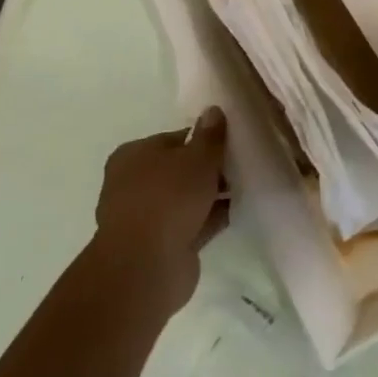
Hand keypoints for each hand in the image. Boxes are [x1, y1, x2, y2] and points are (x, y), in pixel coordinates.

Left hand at [91, 110, 227, 313]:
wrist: (147, 266)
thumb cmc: (169, 198)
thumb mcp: (198, 156)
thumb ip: (210, 134)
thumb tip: (213, 111)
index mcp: (133, 156)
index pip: (175, 138)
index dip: (203, 139)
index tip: (230, 142)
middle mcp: (133, 184)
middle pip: (179, 169)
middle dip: (208, 168)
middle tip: (241, 163)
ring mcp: (145, 217)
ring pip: (186, 198)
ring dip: (211, 194)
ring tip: (245, 185)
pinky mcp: (159, 244)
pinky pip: (192, 222)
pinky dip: (210, 216)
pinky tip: (238, 209)